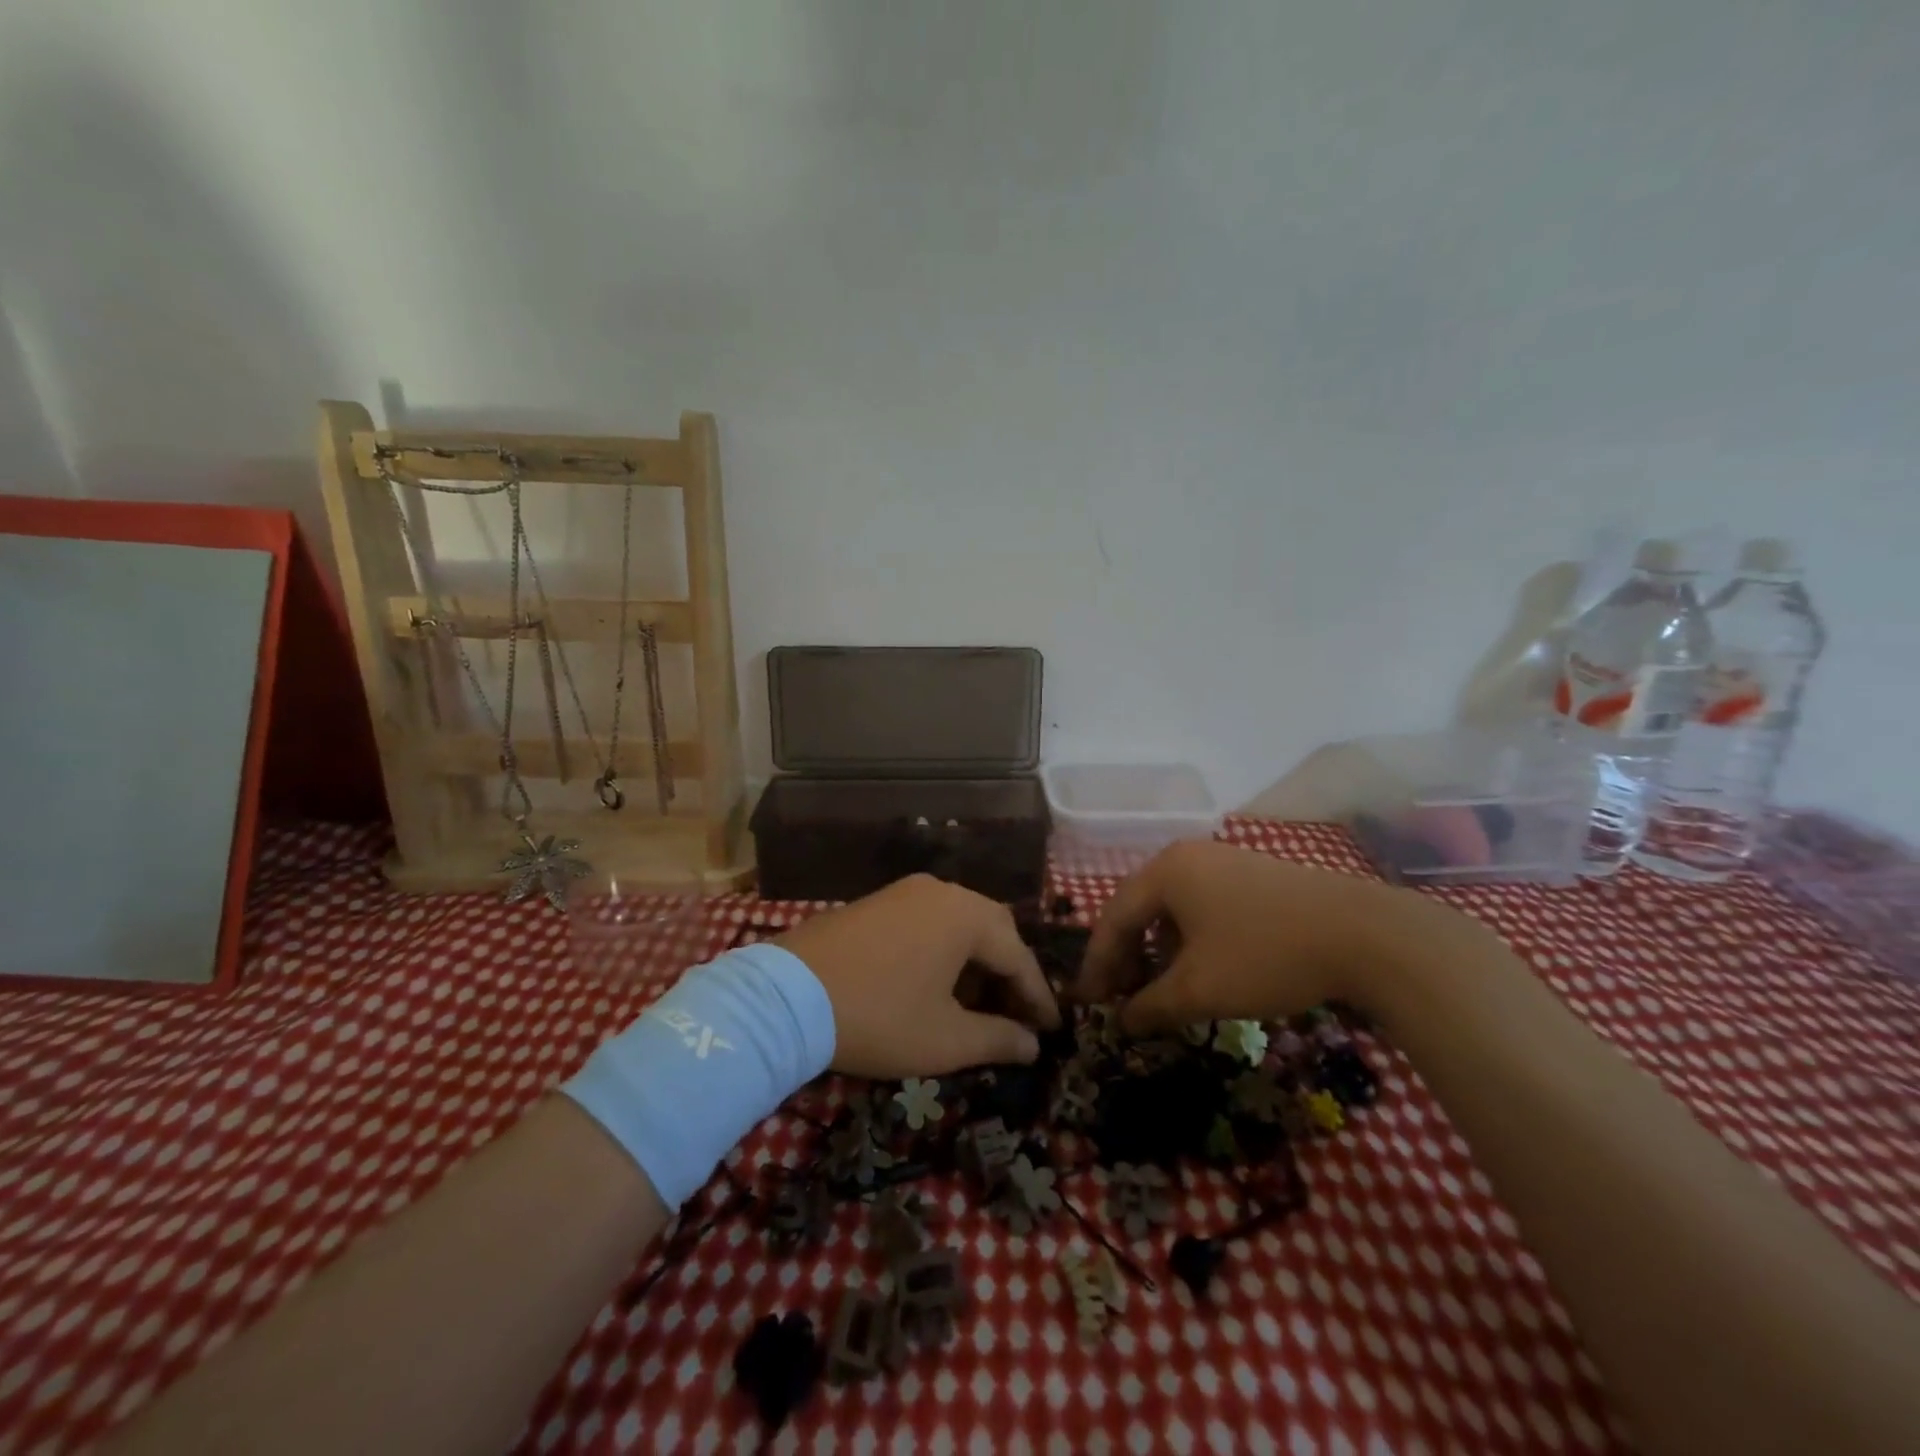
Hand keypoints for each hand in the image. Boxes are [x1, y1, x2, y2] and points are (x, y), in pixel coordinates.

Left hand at [776, 874, 1061, 1079]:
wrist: (785, 997)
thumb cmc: (878, 1017)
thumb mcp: (944, 1040)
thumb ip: (998, 1039)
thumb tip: (1032, 1044)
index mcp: (966, 915)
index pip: (1018, 956)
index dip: (1038, 996)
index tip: (1053, 1029)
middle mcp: (941, 891)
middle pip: (993, 930)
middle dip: (1009, 974)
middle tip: (1018, 1016)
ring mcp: (904, 892)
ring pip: (959, 924)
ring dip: (976, 962)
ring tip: (978, 1005)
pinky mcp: (876, 902)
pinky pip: (928, 922)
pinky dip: (944, 951)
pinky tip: (937, 984)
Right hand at [1077, 840, 1417, 1034]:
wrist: (1364, 934)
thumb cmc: (1264, 955)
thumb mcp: (1199, 989)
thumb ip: (1150, 1006)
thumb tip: (1122, 1021)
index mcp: (1165, 872)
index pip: (1113, 918)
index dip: (1097, 964)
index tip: (1088, 1002)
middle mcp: (1187, 856)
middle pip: (1140, 908)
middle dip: (1127, 956)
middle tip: (1120, 997)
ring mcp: (1224, 862)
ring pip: (1173, 908)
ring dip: (1159, 950)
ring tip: (1161, 988)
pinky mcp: (1254, 875)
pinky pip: (1203, 906)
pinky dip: (1190, 939)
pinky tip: (1203, 969)